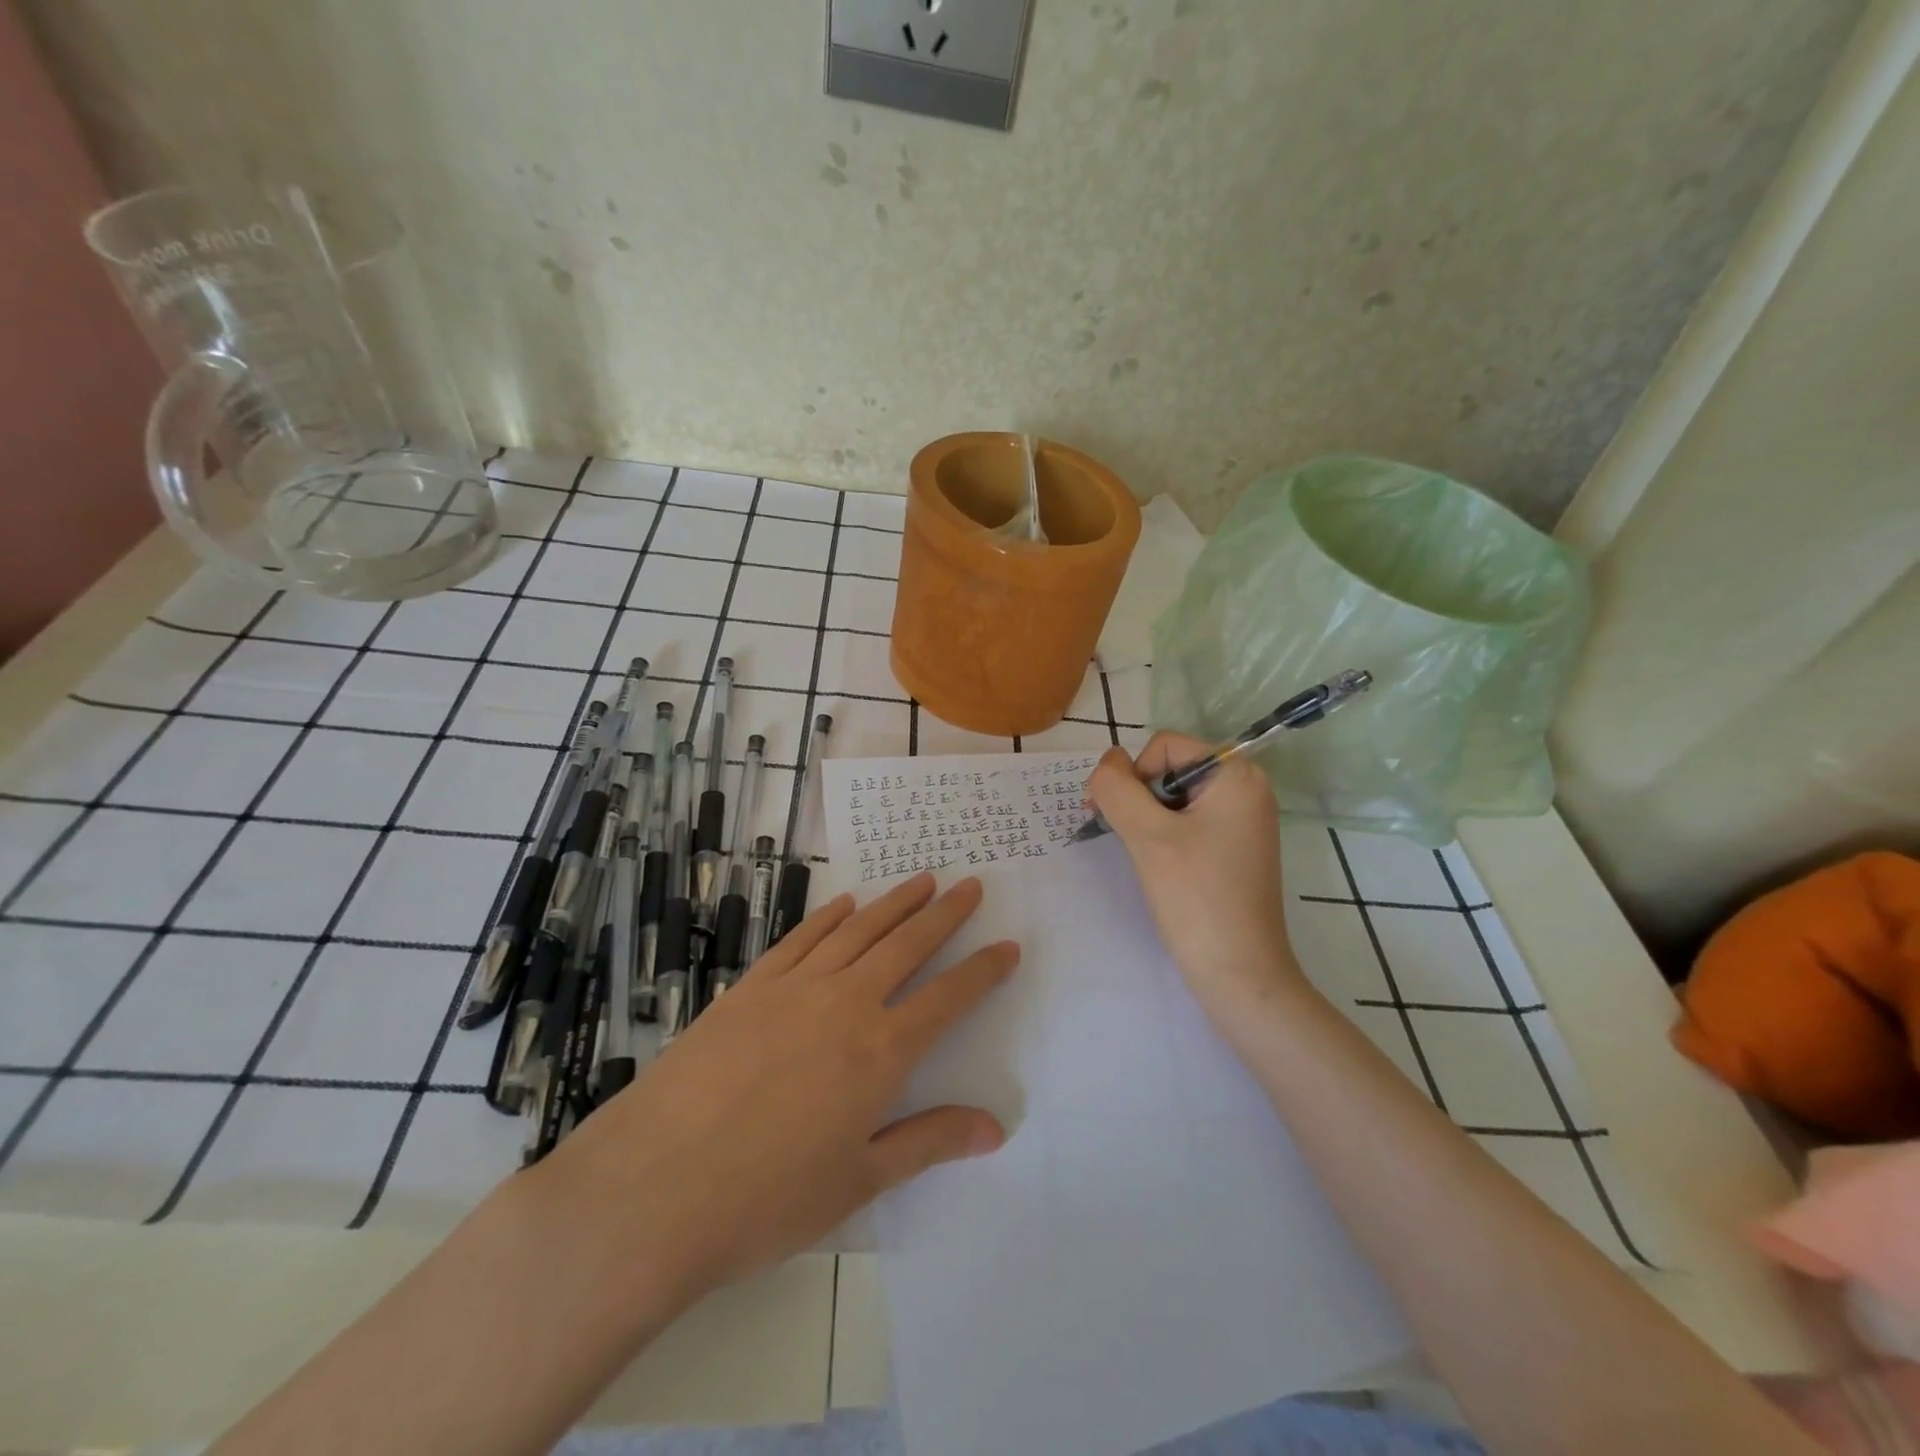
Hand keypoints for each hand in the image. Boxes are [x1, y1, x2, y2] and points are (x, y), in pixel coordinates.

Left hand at [544, 873, 1017, 1310]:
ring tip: (922, 881)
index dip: (983, 970)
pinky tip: (845, 904)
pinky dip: (828, 917)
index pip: (948, 998)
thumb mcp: (858, 1182)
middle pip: (907, 946)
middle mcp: (845, 1004)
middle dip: (944, 914)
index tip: (1007, 946)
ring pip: (858, 931)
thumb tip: (994, 1127)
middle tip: (970, 886)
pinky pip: (800, 939)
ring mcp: (794, 989)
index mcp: (880, 1052)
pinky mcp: (749, 988)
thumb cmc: (766, 1199)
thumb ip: (927, 1142)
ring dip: (894, 903)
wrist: (654, 1189)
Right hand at [1086, 733, 1306, 1021]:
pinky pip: (1188, 821)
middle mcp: (1246, 789)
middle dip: (1139, 798)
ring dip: (1147, 819)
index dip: (1134, 776)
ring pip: (1173, 797)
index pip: (1164, 747)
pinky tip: (1159, 866)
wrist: (1238, 973)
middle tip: (1126, 839)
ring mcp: (1242, 820)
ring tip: (1143, 856)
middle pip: (1170, 768)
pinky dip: (1163, 835)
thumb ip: (1117, 788)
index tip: (1118, 819)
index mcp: (1237, 775)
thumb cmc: (1195, 897)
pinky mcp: (1234, 847)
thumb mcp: (1147, 835)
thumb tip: (1106, 762)